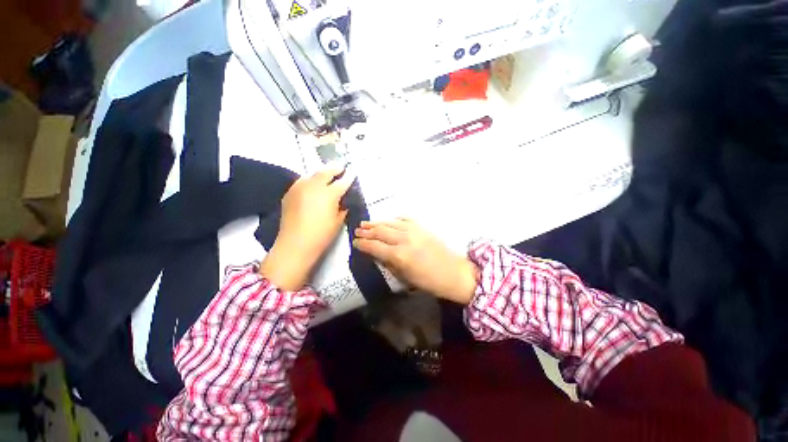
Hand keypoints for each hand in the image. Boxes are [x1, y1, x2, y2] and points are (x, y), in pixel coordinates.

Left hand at [260, 167, 353, 290]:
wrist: (295, 244)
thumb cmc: (322, 235)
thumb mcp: (338, 221)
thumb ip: (342, 208)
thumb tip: (343, 201)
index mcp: (329, 194)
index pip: (342, 182)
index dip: (349, 177)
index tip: (353, 172)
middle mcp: (314, 186)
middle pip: (326, 172)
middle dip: (335, 169)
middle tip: (341, 168)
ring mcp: (300, 188)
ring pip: (312, 174)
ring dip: (321, 173)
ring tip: (327, 175)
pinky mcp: (290, 193)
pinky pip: (302, 182)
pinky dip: (310, 181)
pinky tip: (313, 186)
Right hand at [353, 219, 478, 303]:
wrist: (454, 272)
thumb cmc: (429, 282)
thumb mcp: (405, 278)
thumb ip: (389, 264)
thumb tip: (377, 255)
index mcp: (399, 255)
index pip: (374, 246)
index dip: (362, 244)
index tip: (355, 242)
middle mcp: (404, 239)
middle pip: (380, 232)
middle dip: (367, 231)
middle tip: (357, 230)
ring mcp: (414, 231)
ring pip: (390, 223)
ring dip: (377, 223)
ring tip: (366, 223)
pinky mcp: (422, 227)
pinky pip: (405, 219)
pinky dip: (395, 219)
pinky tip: (390, 220)